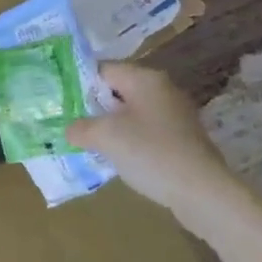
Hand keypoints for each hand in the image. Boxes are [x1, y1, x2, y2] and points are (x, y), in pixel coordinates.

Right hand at [65, 64, 242, 225]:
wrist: (202, 192)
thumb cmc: (150, 153)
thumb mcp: (105, 137)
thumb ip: (80, 128)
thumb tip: (71, 129)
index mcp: (144, 79)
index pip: (102, 69)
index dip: (78, 82)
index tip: (59, 101)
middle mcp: (162, 89)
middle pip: (116, 90)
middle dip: (92, 106)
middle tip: (68, 122)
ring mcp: (174, 114)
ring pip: (130, 113)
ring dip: (109, 126)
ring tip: (86, 142)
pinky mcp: (181, 138)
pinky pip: (144, 131)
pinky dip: (128, 140)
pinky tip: (115, 158)